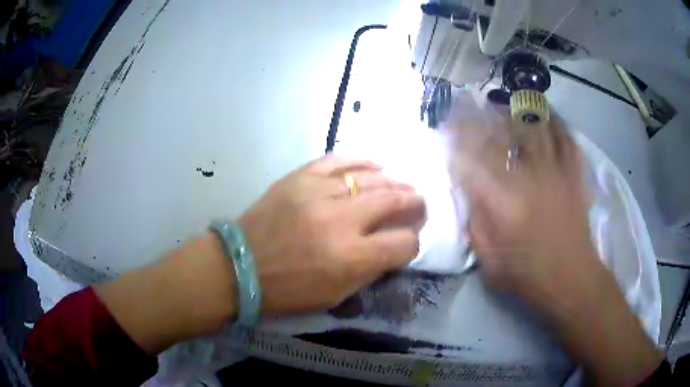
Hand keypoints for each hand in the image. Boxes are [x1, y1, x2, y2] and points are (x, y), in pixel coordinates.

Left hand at [97, 155, 424, 354]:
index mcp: (350, 258)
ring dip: (393, 181)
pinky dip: (361, 161)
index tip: (408, 242)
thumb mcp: (334, 296)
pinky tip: (375, 164)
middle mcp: (340, 221)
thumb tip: (392, 248)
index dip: (412, 243)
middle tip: (419, 202)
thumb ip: (368, 271)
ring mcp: (318, 193)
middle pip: (394, 201)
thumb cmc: (286, 290)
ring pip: (371, 178)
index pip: (403, 243)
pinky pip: (339, 160)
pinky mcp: (300, 178)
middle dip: (414, 202)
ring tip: (402, 185)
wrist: (238, 266)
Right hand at [453, 114, 594, 308]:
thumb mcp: (490, 261)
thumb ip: (476, 224)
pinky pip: (566, 138)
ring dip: (517, 110)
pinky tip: (547, 115)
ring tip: (505, 102)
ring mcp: (556, 172)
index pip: (474, 158)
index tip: (446, 124)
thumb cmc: (528, 276)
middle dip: (482, 114)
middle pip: (503, 133)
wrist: (572, 279)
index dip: (457, 137)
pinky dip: (556, 122)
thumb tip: (469, 193)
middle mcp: (530, 178)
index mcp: (504, 203)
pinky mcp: (573, 175)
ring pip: (536, 126)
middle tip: (470, 101)